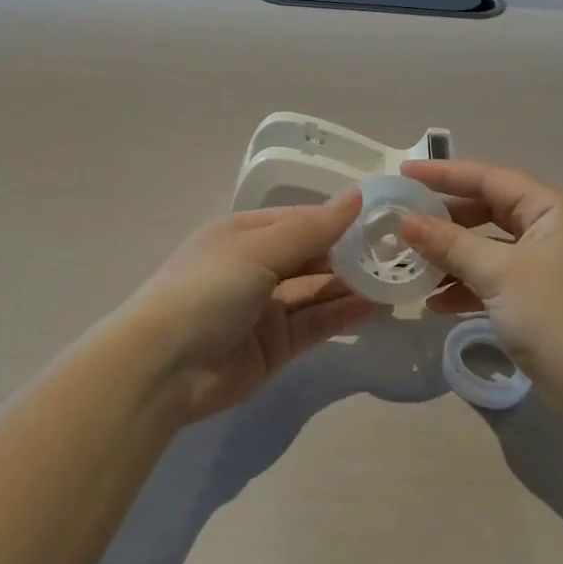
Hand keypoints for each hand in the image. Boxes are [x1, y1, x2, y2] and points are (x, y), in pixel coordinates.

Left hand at [120, 193, 377, 423]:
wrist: (164, 367)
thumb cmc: (207, 289)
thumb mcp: (258, 249)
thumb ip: (312, 228)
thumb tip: (358, 196)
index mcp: (244, 234)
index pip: (300, 219)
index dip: (338, 218)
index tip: (382, 217)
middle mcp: (255, 267)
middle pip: (311, 255)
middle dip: (350, 253)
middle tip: (398, 251)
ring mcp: (265, 308)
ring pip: (317, 291)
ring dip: (352, 284)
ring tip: (396, 277)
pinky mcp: (275, 345)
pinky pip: (315, 324)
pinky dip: (343, 314)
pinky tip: (375, 306)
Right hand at [399, 160, 562, 414]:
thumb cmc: (554, 318)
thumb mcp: (498, 274)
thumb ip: (450, 243)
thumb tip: (405, 221)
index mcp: (553, 208)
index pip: (490, 178)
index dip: (444, 174)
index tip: (403, 173)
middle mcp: (553, 227)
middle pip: (488, 209)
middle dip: (445, 218)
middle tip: (402, 219)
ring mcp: (547, 262)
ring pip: (489, 245)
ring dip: (452, 255)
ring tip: (410, 263)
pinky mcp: (539, 294)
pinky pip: (495, 276)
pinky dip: (467, 285)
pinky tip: (435, 303)